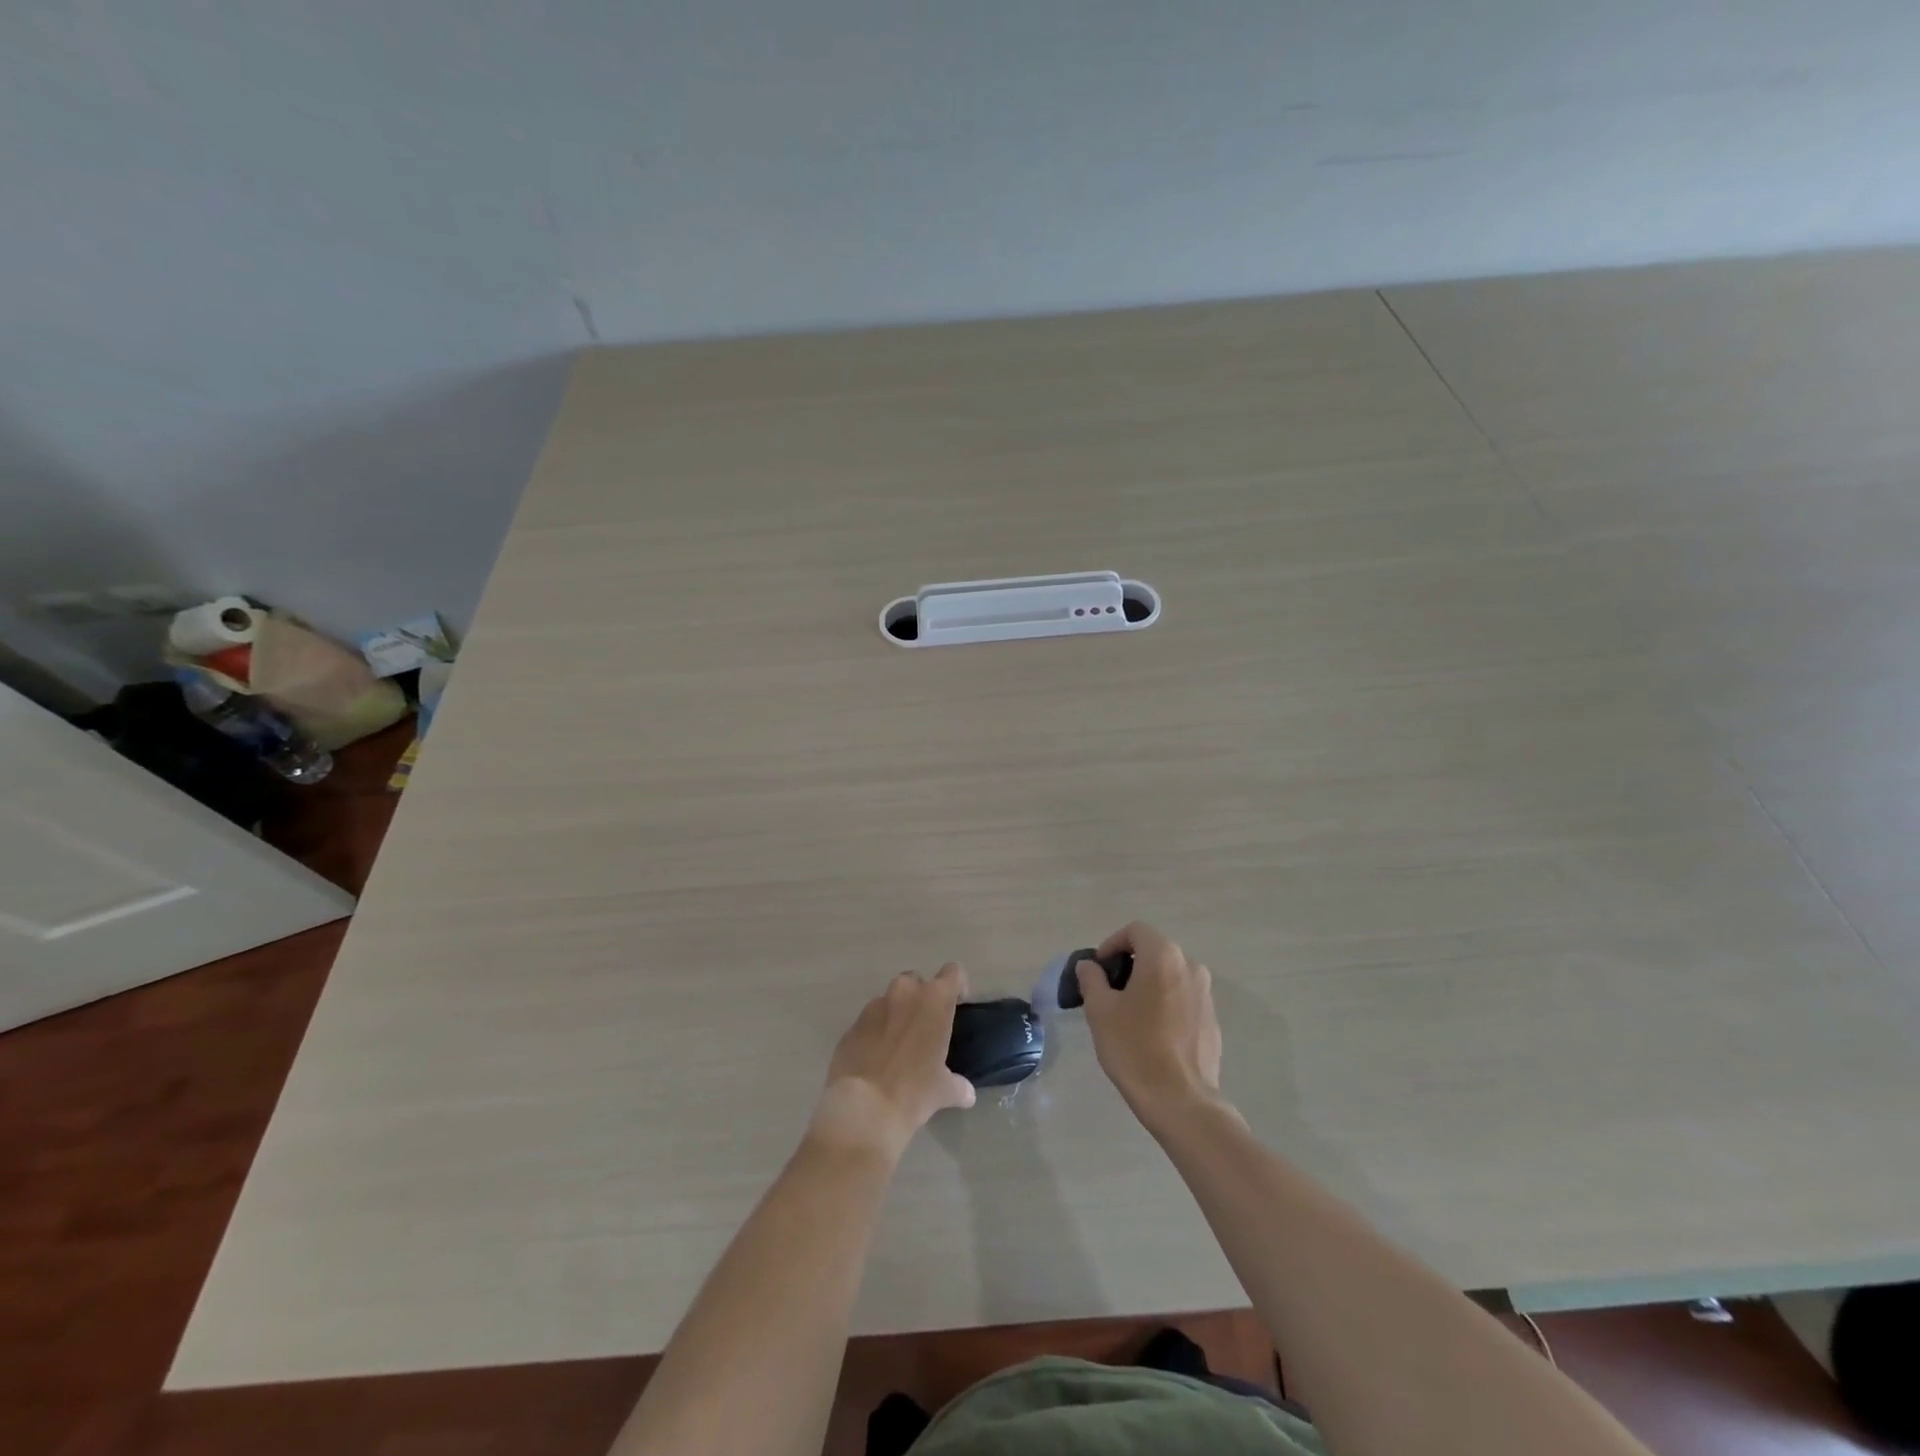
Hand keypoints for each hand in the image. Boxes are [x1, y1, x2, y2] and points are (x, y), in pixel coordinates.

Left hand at [810, 964, 976, 1160]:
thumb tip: (967, 1094)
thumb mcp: (944, 1091)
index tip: (957, 1004)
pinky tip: (876, 1058)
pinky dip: (875, 1031)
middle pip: (917, 981)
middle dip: (922, 998)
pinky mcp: (852, 1024)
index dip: (957, 985)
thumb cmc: (914, 1092)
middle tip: (925, 1027)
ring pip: (890, 999)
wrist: (863, 1108)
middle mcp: (904, 993)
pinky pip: (869, 1020)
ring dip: (897, 1013)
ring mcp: (874, 1006)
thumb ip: (958, 1086)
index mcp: (934, 1001)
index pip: (953, 972)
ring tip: (899, 1045)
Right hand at [1076, 923, 1224, 1124]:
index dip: (1112, 944)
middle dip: (1130, 965)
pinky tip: (1153, 1035)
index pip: (1135, 931)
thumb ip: (1092, 979)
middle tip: (1109, 993)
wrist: (1181, 1102)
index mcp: (1163, 957)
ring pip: (1170, 976)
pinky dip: (1166, 1005)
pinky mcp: (1212, 1021)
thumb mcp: (1100, 1010)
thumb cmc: (1134, 1048)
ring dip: (1149, 985)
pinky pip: (1184, 1000)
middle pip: (1155, 952)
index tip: (1098, 970)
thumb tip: (1090, 966)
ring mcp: (1206, 994)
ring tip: (1129, 1015)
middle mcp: (1191, 967)